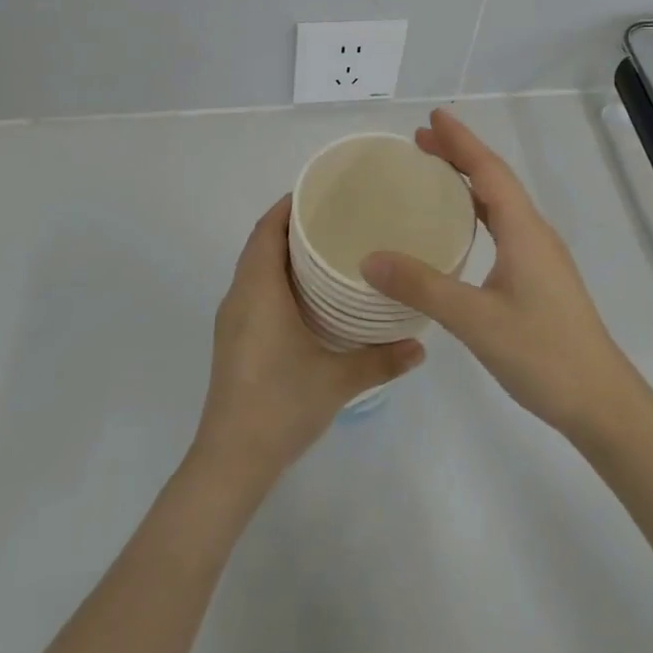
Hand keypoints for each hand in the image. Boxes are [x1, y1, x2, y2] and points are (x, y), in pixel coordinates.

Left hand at [191, 195, 424, 489]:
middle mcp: (240, 296)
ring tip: (327, 249)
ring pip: (255, 268)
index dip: (288, 206)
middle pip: (260, 244)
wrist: (231, 459)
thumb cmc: (280, 405)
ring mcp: (232, 319)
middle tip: (336, 217)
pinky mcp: (233, 339)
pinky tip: (307, 295)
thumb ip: (382, 360)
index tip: (322, 192)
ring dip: (282, 252)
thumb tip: (421, 345)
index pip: (267, 230)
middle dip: (292, 225)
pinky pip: (253, 289)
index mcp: (258, 291)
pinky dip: (275, 277)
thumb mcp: (338, 380)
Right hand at [361, 108, 634, 437]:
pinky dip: (477, 212)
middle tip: (419, 142)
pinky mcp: (539, 278)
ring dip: (468, 182)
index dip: (460, 141)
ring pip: (500, 204)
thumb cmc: (542, 354)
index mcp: (524, 230)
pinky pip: (503, 226)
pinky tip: (460, 229)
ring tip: (434, 174)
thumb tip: (369, 258)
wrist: (601, 402)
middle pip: (494, 180)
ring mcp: (540, 256)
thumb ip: (422, 286)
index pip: (488, 170)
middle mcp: (534, 233)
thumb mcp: (474, 320)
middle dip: (459, 155)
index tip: (432, 117)